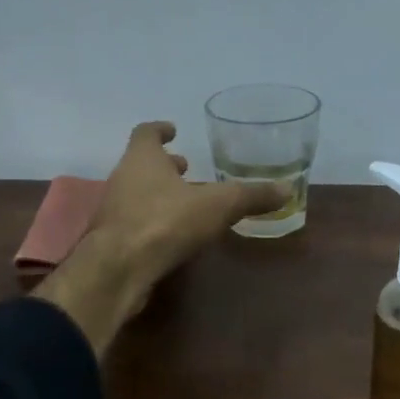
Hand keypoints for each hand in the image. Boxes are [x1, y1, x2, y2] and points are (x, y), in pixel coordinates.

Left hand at [37, 122, 285, 356]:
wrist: (119, 268)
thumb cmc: (165, 222)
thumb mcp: (218, 205)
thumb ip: (250, 196)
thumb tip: (287, 189)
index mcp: (142, 159)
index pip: (146, 133)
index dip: (160, 130)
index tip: (172, 130)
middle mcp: (123, 178)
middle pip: (142, 164)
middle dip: (164, 165)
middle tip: (185, 168)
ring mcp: (113, 211)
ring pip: (137, 194)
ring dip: (159, 194)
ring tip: (185, 202)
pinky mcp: (112, 241)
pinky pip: (135, 223)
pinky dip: (153, 221)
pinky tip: (172, 235)